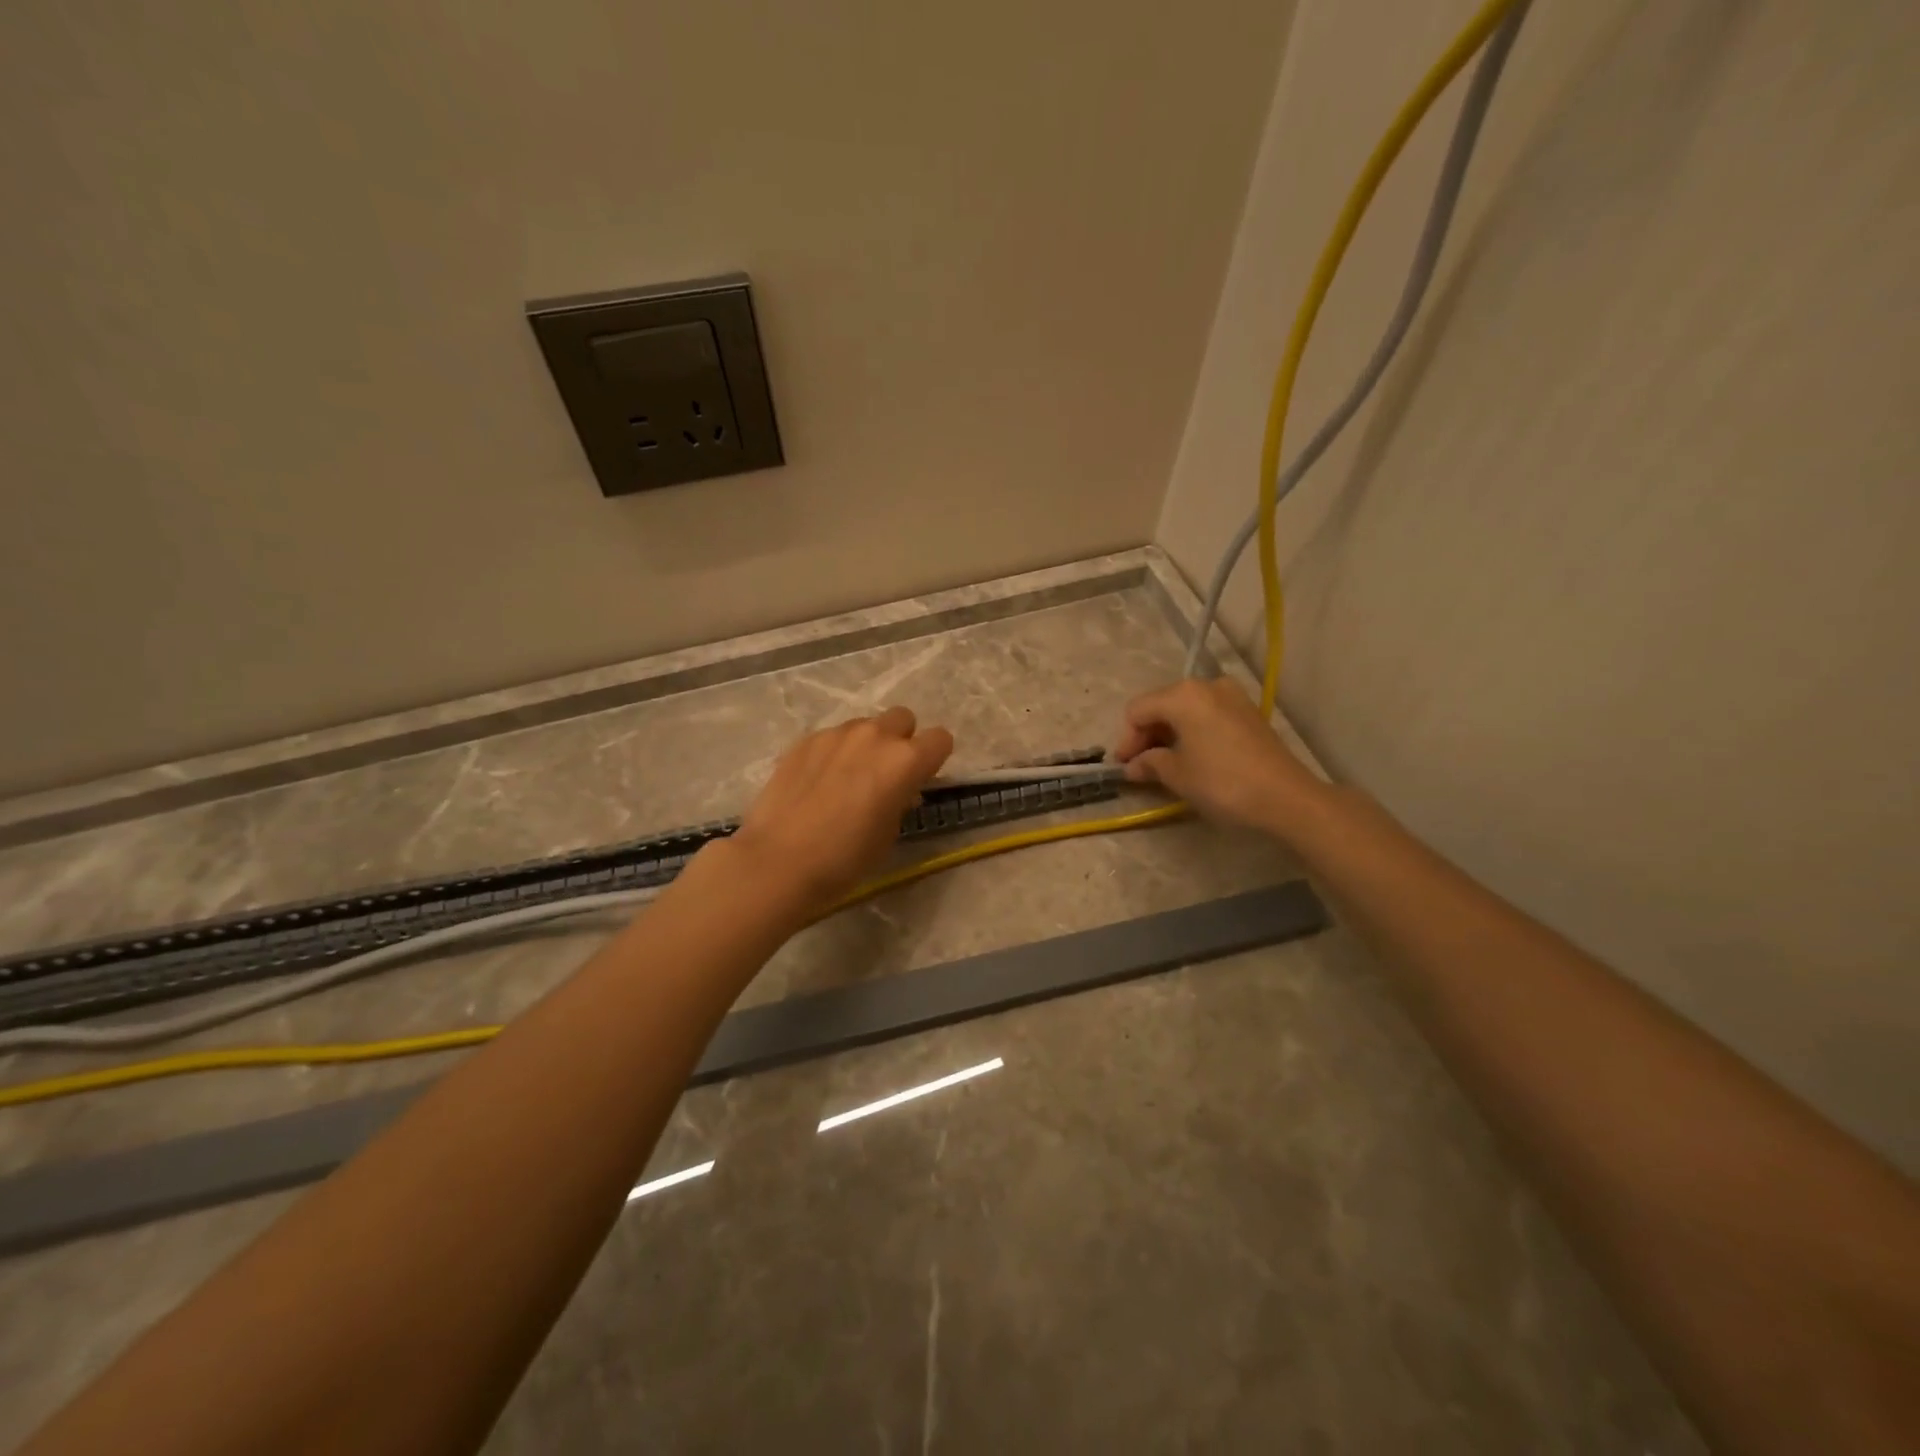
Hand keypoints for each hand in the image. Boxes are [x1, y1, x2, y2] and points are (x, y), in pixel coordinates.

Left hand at [728, 706, 953, 917]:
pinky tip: (817, 783)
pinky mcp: (805, 740)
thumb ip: (900, 801)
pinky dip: (834, 753)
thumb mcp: (889, 834)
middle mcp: (875, 736)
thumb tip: (899, 790)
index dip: (933, 759)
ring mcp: (836, 734)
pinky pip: (833, 737)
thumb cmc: (845, 858)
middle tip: (885, 775)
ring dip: (866, 745)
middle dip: (901, 741)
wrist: (779, 861)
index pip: (940, 739)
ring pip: (865, 726)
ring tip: (847, 779)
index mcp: (905, 760)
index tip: (920, 780)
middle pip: (902, 718)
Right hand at [1113, 678, 1326, 834]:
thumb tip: (1133, 765)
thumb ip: (1150, 763)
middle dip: (1148, 735)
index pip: (1138, 710)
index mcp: (1183, 695)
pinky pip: (1208, 715)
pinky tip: (1192, 757)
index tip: (1125, 766)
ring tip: (1165, 764)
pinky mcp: (1248, 712)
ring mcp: (1232, 696)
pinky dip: (1193, 732)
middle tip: (1141, 766)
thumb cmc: (1222, 782)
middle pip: (1162, 705)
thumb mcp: (1178, 775)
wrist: (1286, 798)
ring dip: (1170, 734)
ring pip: (1186, 710)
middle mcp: (1207, 685)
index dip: (1127, 739)